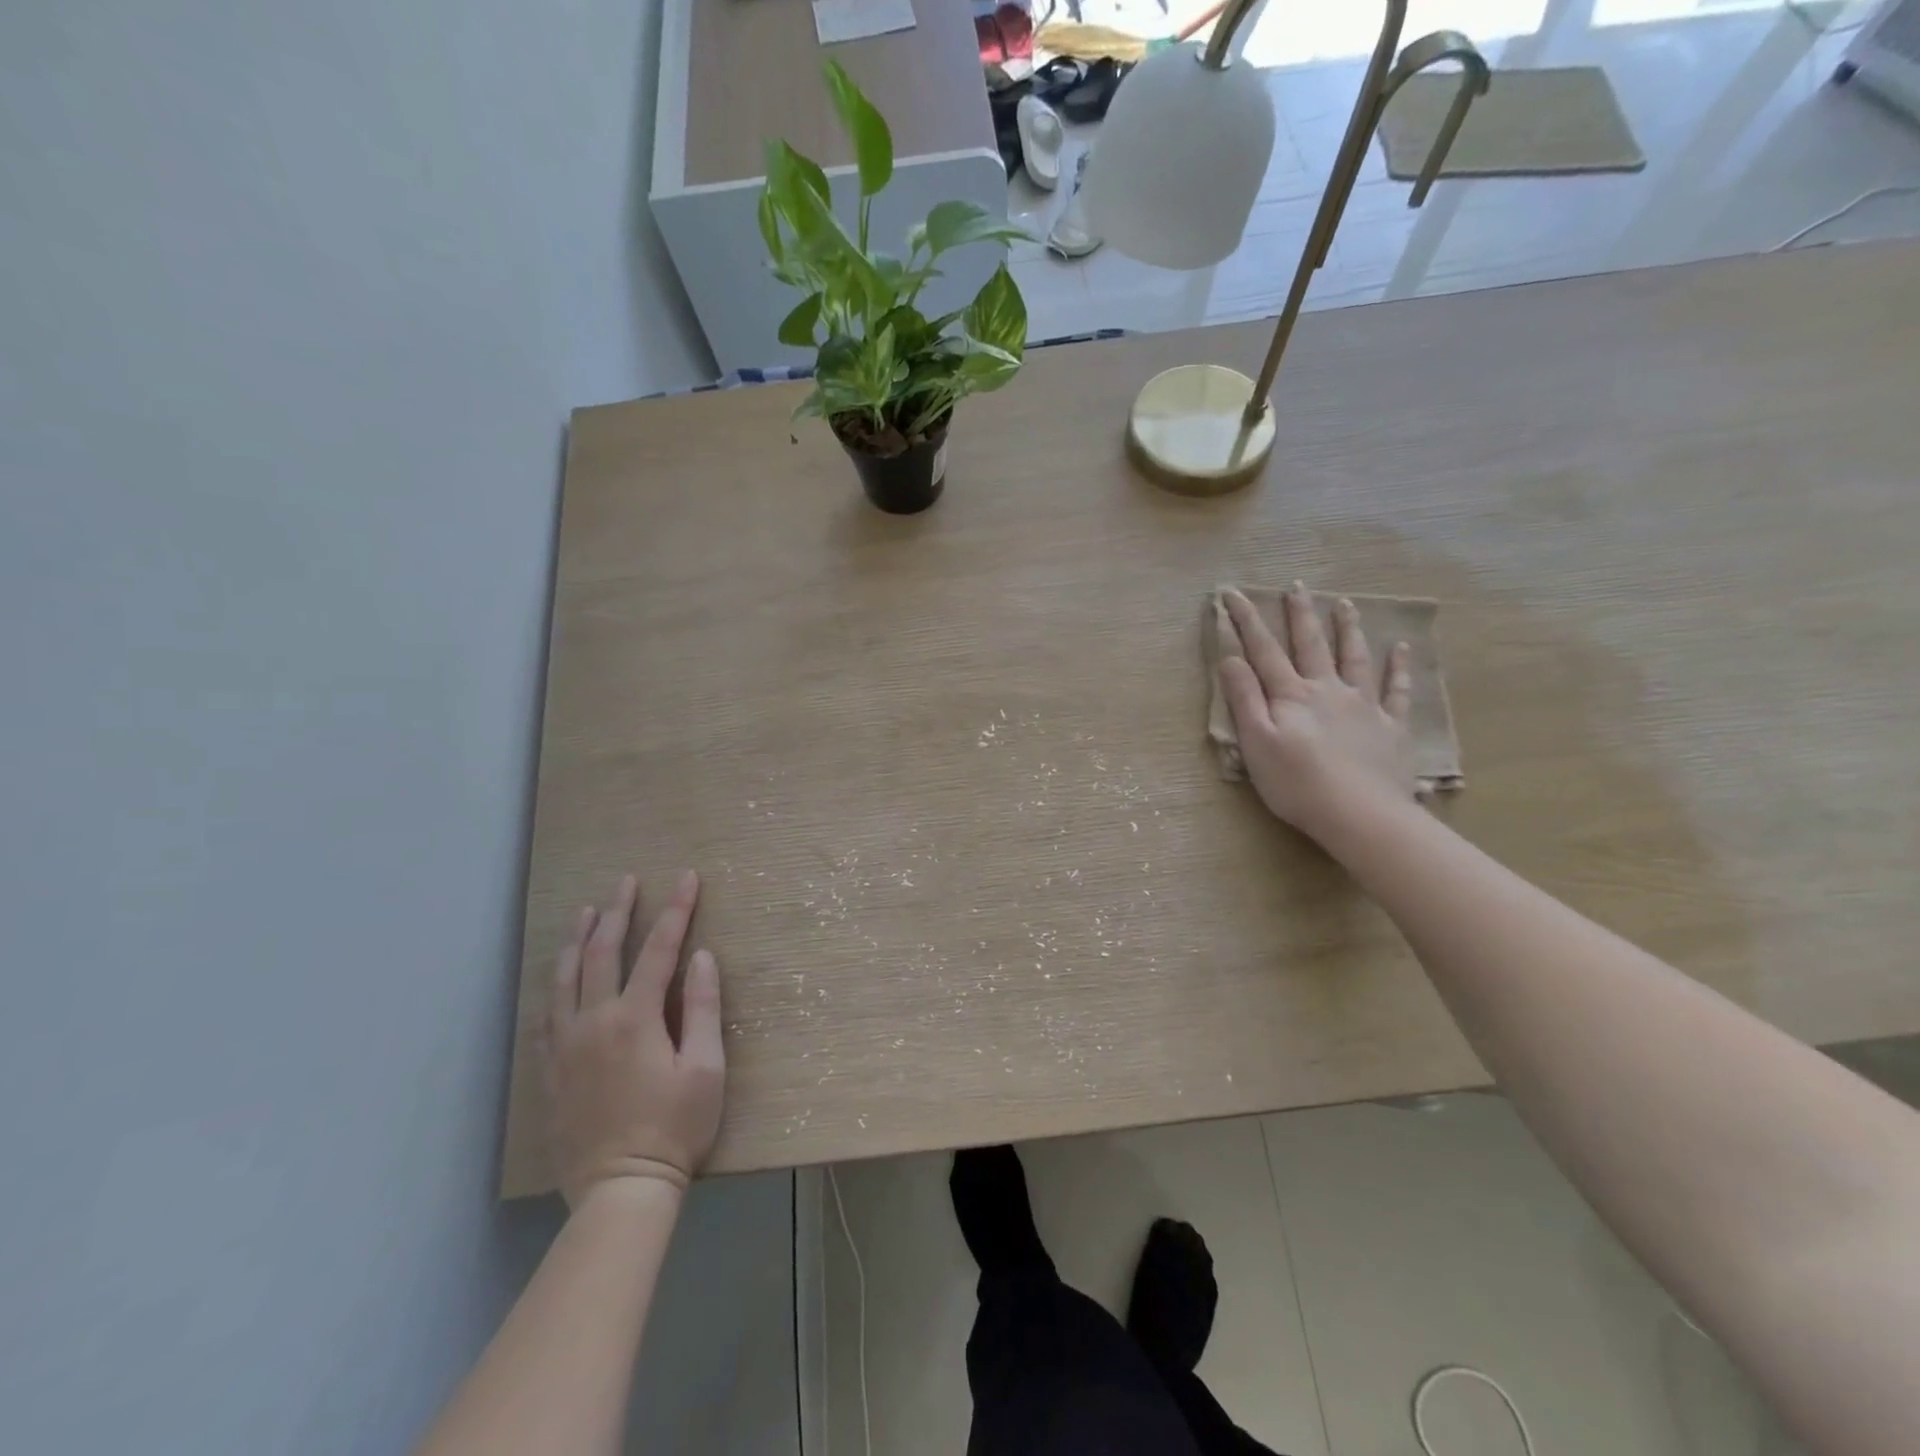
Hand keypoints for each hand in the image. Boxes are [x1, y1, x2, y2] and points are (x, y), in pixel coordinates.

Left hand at [544, 871, 724, 1207]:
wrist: (621, 1190)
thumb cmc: (675, 1128)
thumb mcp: (705, 1068)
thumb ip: (702, 1008)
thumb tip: (701, 957)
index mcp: (635, 1018)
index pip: (658, 949)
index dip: (676, 909)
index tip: (688, 877)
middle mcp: (594, 1021)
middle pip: (602, 953)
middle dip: (619, 911)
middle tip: (628, 881)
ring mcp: (566, 1046)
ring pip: (564, 978)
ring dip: (578, 940)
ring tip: (588, 912)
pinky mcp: (551, 1071)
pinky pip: (547, 1014)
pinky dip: (555, 985)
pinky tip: (559, 977)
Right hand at [1219, 584, 1417, 842]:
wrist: (1360, 815)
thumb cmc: (1297, 784)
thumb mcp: (1257, 743)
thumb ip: (1244, 699)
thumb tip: (1231, 659)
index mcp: (1291, 696)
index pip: (1263, 651)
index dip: (1246, 621)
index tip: (1232, 594)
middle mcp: (1327, 690)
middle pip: (1311, 644)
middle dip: (1300, 614)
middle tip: (1296, 586)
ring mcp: (1363, 705)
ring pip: (1354, 657)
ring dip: (1347, 628)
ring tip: (1345, 603)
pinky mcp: (1390, 726)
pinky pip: (1396, 690)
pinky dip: (1398, 667)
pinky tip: (1401, 649)